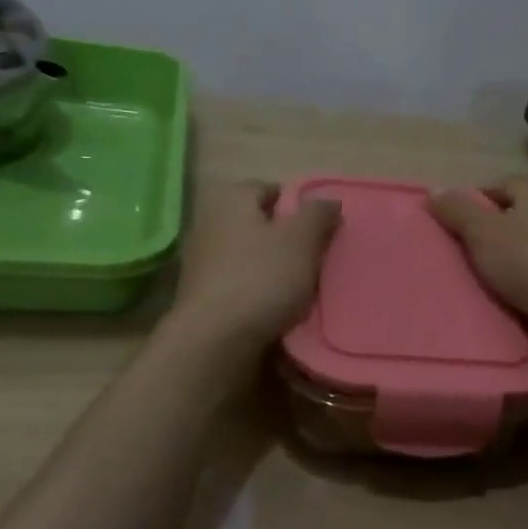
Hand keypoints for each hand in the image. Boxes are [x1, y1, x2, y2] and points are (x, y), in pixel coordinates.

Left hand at [168, 181, 340, 352]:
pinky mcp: (200, 294)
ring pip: (248, 255)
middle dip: (285, 238)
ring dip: (272, 267)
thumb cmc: (261, 278)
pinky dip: (257, 291)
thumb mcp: (301, 240)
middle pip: (257, 223)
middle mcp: (208, 222)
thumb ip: (318, 214)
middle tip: (314, 257)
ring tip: (300, 286)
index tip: (320, 228)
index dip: (297, 205)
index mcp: (229, 199)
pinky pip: (238, 283)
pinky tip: (276, 308)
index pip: (269, 188)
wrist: (214, 340)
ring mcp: (199, 260)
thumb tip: (328, 201)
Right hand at [429, 177, 527, 339]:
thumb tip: (434, 189)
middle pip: (519, 214)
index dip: (474, 203)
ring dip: (517, 257)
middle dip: (496, 232)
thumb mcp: (483, 234)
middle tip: (470, 255)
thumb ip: (458, 212)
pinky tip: (522, 296)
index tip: (455, 227)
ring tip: (493, 280)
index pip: (499, 186)